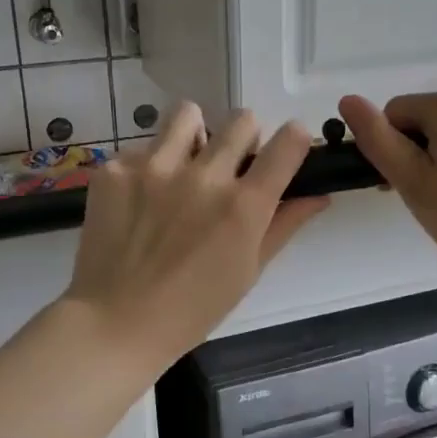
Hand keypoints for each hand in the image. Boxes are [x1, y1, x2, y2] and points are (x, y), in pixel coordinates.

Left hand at [65, 103, 328, 367]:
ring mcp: (154, 167)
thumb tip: (320, 194)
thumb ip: (285, 225)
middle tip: (230, 168)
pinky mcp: (115, 170)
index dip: (295, 140)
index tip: (286, 151)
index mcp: (243, 205)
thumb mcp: (248, 271)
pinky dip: (148, 166)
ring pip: (188, 115)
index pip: (288, 143)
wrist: (115, 323)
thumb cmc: (193, 309)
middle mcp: (203, 176)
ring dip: (194, 136)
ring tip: (182, 167)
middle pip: (242, 120)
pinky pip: (142, 147)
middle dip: (245, 139)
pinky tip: (140, 200)